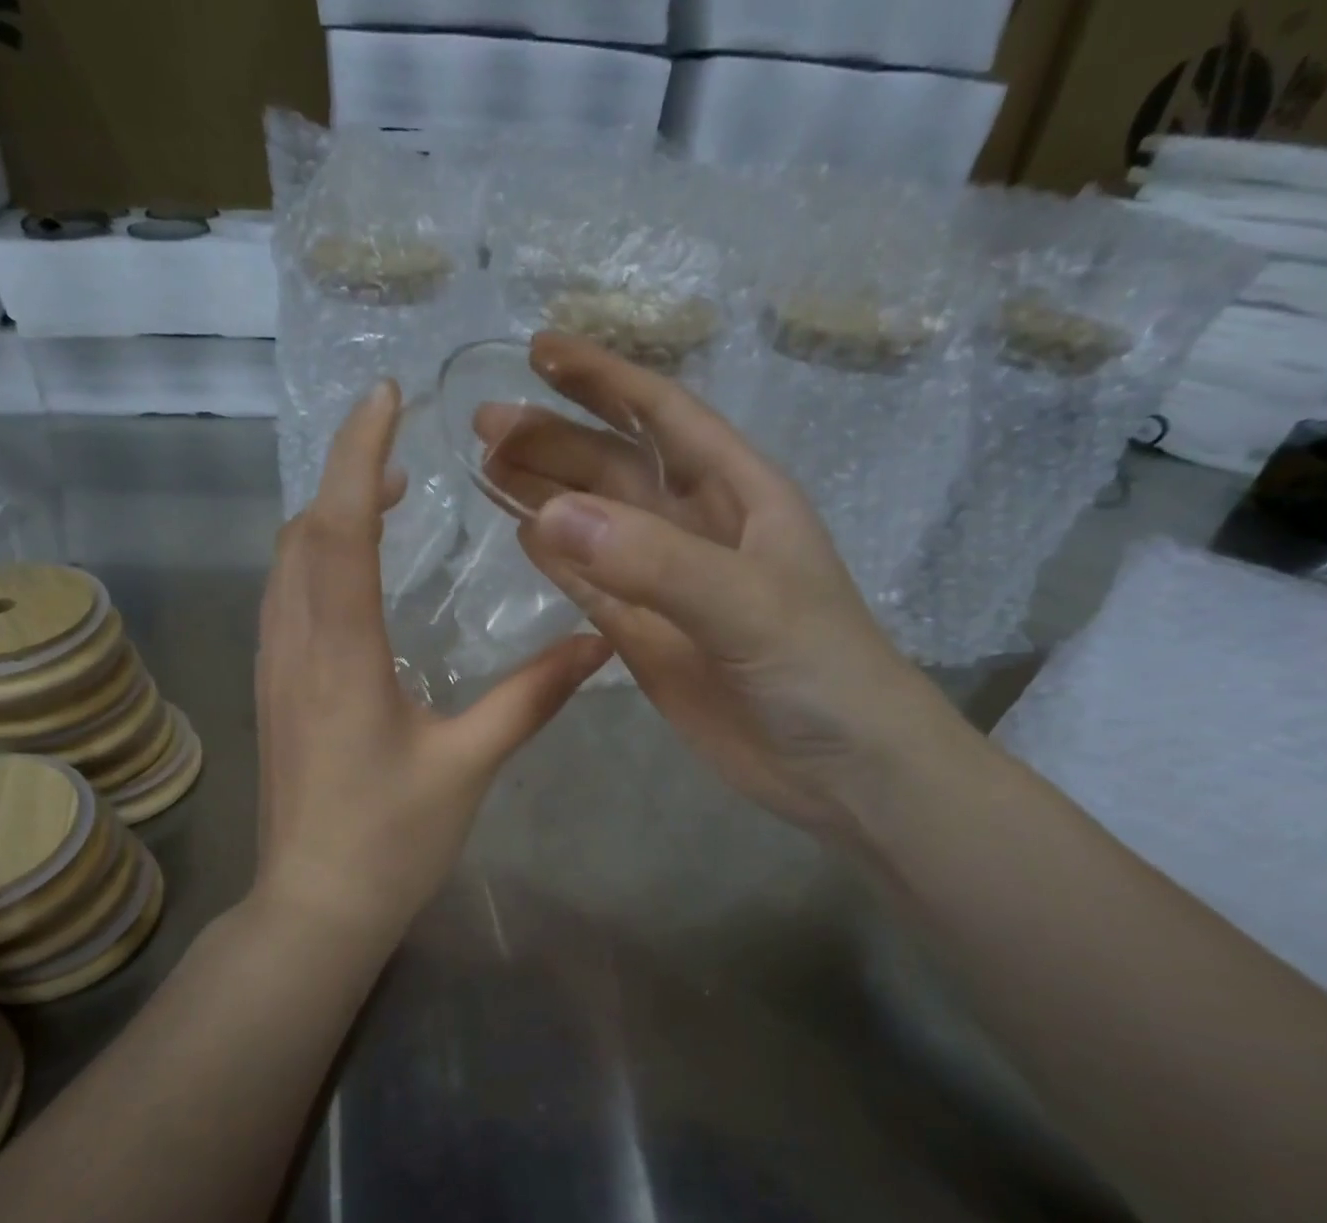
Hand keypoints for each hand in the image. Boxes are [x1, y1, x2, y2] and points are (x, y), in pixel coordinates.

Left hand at [254, 379, 612, 946]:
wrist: (315, 906)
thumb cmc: (390, 840)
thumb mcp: (468, 765)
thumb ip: (530, 698)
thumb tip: (597, 642)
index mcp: (341, 654)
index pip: (338, 526)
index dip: (359, 454)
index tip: (385, 397)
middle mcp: (295, 647)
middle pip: (303, 533)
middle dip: (345, 478)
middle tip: (403, 456)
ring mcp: (274, 671)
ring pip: (285, 566)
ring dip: (326, 518)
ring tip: (384, 502)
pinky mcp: (273, 695)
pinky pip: (285, 602)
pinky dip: (314, 563)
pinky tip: (354, 580)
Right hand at [486, 333, 969, 840]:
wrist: (841, 769)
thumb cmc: (820, 671)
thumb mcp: (747, 604)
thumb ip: (653, 561)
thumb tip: (548, 515)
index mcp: (739, 494)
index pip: (663, 416)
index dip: (604, 379)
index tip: (541, 350)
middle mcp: (698, 529)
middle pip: (615, 468)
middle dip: (555, 439)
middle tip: (485, 425)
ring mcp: (668, 586)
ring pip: (595, 526)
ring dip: (546, 494)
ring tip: (487, 468)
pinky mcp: (647, 638)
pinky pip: (592, 588)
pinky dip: (558, 562)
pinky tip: (523, 534)